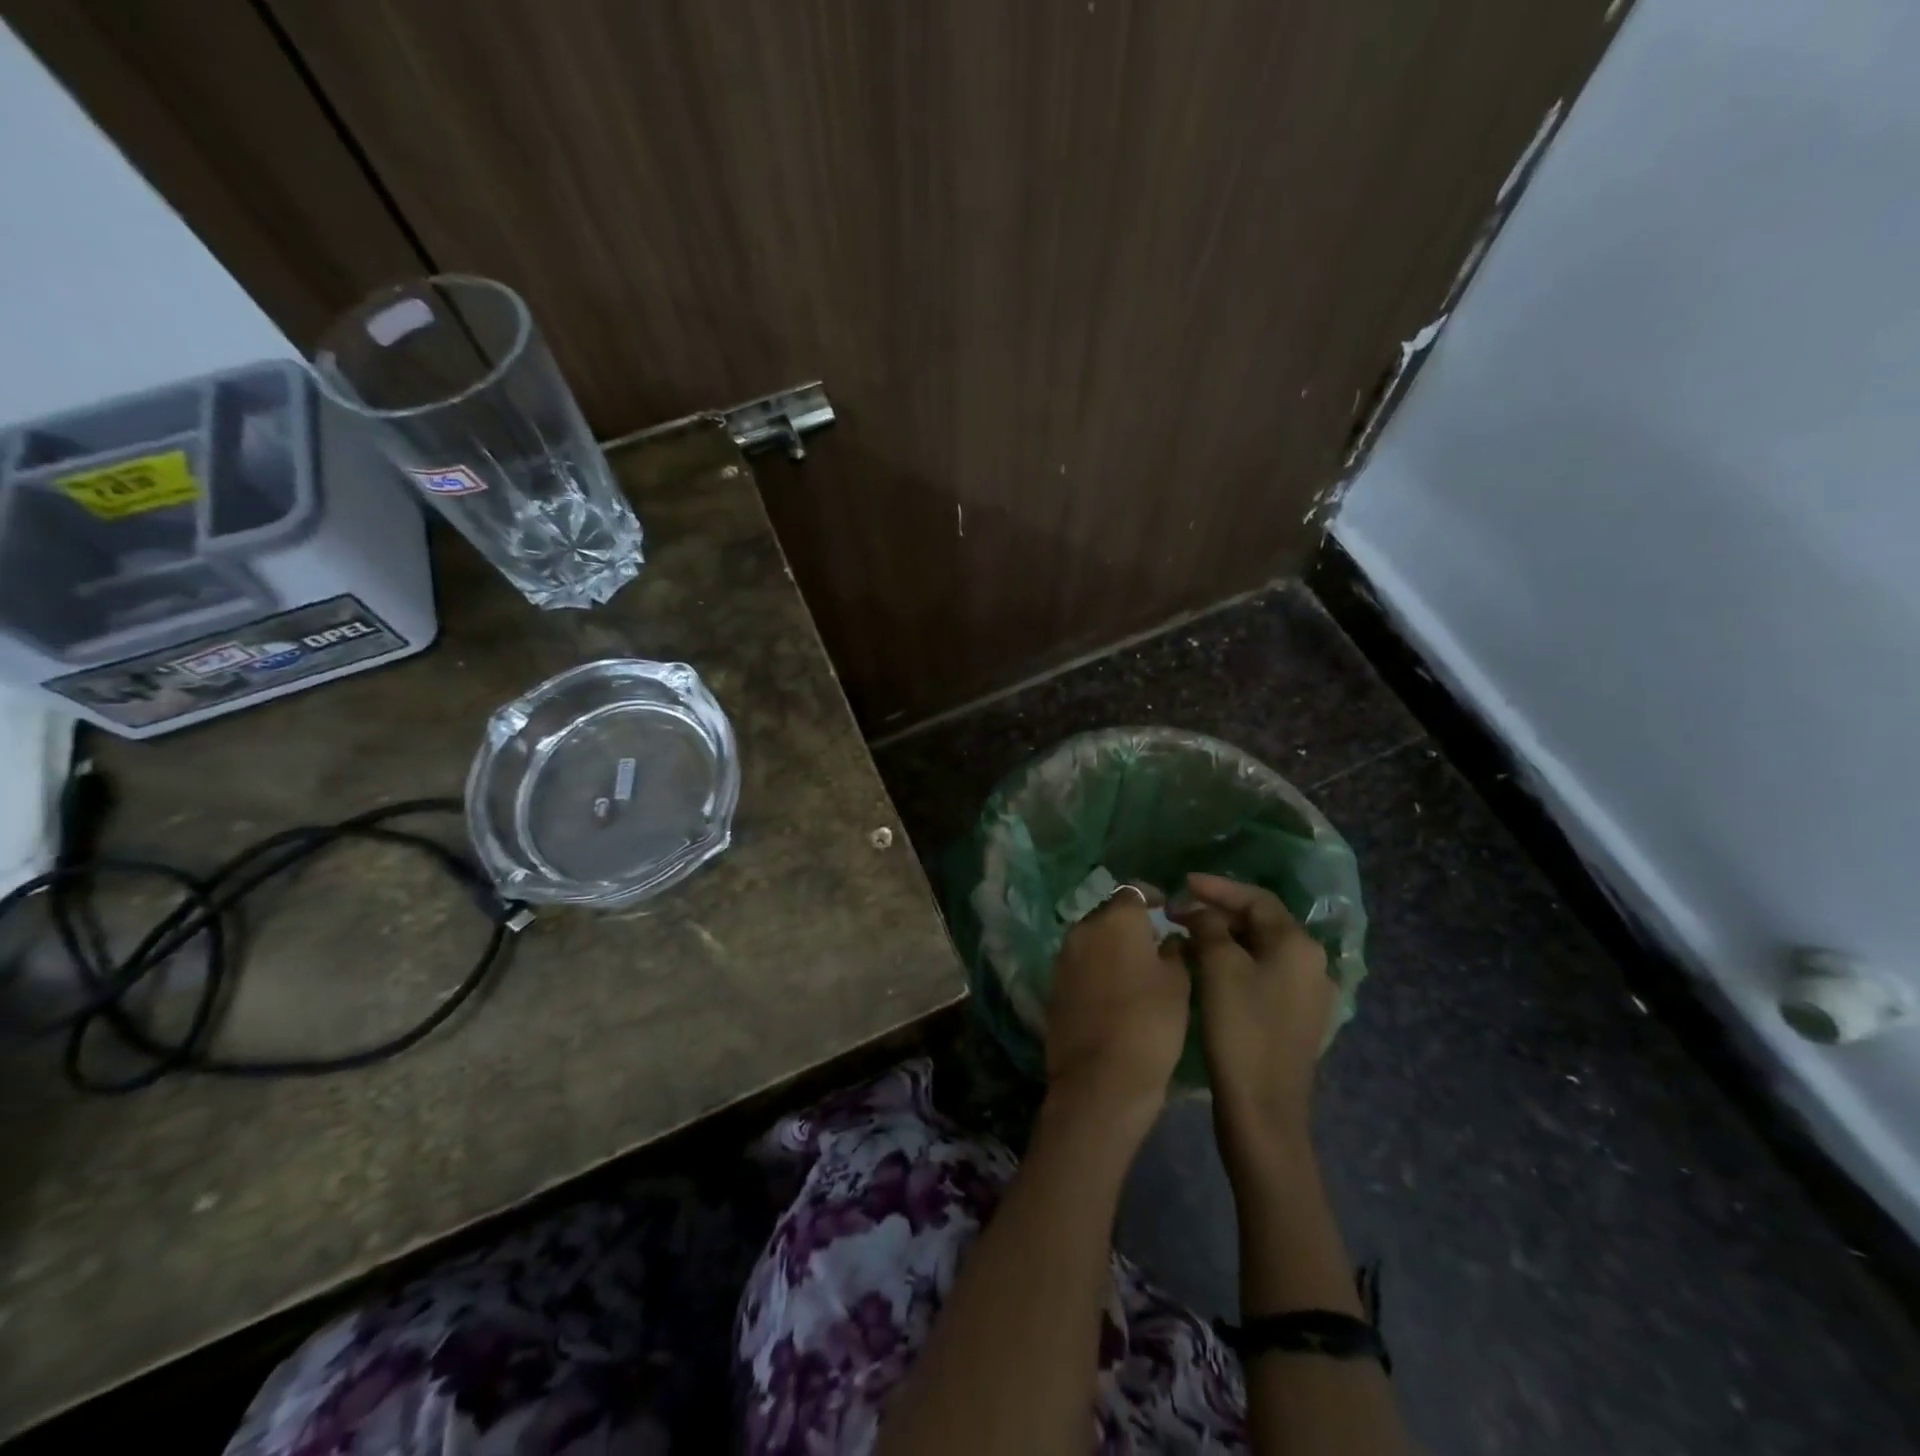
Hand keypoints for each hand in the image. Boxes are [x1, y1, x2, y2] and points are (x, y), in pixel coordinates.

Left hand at [1046, 888, 1189, 1118]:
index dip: (1152, 897)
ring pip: (1091, 939)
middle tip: (1153, 943)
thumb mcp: (1177, 984)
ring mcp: (1063, 957)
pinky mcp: (1053, 985)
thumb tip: (1168, 937)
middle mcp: (1083, 928)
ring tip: (1134, 969)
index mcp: (1116, 919)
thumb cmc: (1150, 1023)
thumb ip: (1173, 951)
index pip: (1133, 891)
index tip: (1166, 910)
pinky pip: (1078, 965)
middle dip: (1128, 923)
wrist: (1101, 1078)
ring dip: (1109, 946)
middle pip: (1108, 914)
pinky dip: (1094, 969)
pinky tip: (1112, 992)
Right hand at [1175, 873, 1333, 1161]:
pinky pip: (1263, 974)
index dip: (1217, 887)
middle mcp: (1312, 964)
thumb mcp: (1218, 967)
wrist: (1262, 1110)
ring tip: (1187, 938)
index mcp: (1298, 945)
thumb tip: (1203, 913)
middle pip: (1261, 922)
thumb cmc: (1240, 1029)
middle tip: (1179, 913)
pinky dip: (1234, 964)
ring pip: (1260, 949)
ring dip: (1224, 938)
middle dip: (1219, 913)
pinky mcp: (1295, 1019)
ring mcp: (1307, 994)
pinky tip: (1208, 971)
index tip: (1182, 882)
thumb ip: (1209, 926)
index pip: (1256, 898)